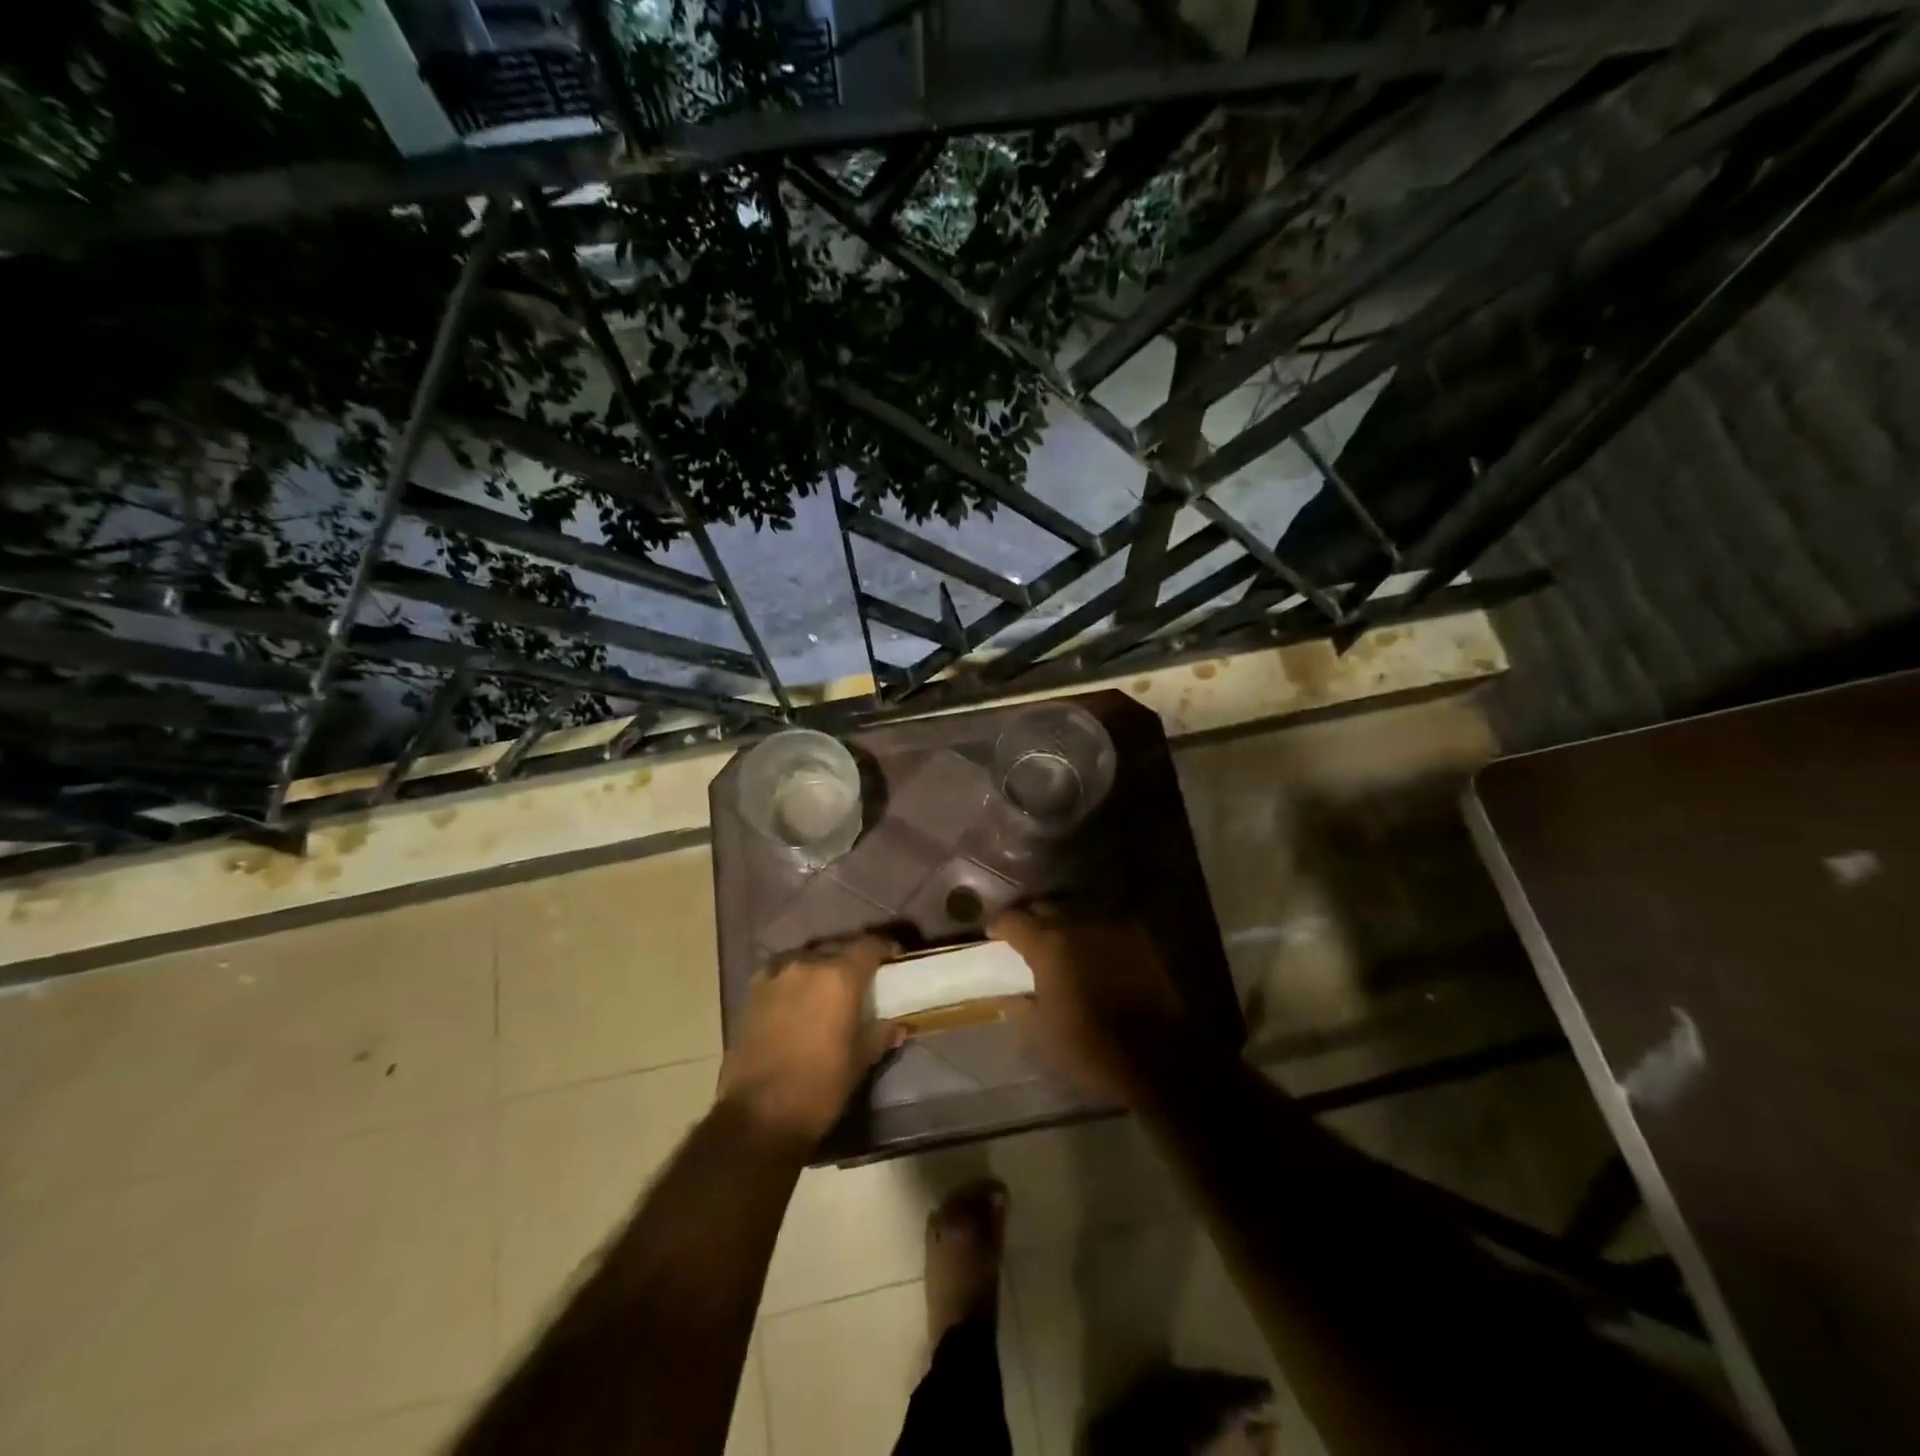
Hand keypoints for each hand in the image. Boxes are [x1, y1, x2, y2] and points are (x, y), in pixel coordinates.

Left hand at [718, 933, 902, 1144]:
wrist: (758, 1115)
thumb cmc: (819, 1086)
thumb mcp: (859, 1062)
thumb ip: (880, 1035)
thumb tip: (898, 1026)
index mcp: (839, 977)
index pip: (868, 946)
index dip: (884, 948)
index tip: (894, 957)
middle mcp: (807, 965)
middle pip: (837, 949)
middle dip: (852, 960)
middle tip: (863, 979)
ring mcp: (776, 976)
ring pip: (807, 959)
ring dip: (821, 968)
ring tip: (829, 989)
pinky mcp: (752, 993)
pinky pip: (781, 973)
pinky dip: (794, 980)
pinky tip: (797, 998)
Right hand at [988, 905, 1191, 1103]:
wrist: (1158, 1058)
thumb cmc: (1090, 1047)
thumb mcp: (1041, 1032)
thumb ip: (1019, 1004)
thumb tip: (1006, 994)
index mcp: (1049, 944)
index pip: (1012, 920)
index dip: (997, 926)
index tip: (991, 935)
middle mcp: (1078, 923)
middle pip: (1045, 907)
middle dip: (1030, 919)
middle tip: (1023, 938)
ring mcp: (1112, 926)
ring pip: (1076, 911)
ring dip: (1062, 922)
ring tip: (1057, 941)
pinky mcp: (1138, 937)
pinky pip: (1104, 923)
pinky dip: (1090, 932)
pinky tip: (1089, 950)